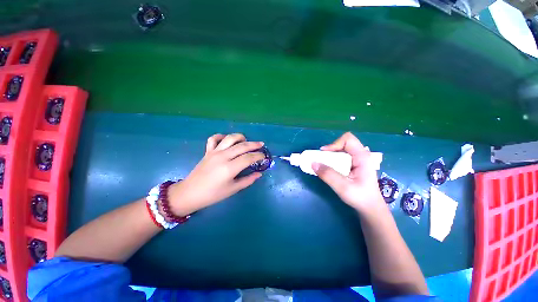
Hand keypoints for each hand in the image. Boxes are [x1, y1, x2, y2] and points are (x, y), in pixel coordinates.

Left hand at [167, 133, 264, 215]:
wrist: (190, 193)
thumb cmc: (213, 195)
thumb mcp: (233, 189)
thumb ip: (248, 180)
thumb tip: (259, 174)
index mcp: (229, 168)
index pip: (248, 158)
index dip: (258, 156)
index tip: (264, 156)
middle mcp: (223, 157)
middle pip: (242, 146)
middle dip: (254, 144)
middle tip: (261, 144)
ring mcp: (214, 152)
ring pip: (230, 138)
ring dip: (240, 137)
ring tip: (246, 140)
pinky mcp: (207, 151)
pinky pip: (214, 138)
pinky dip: (221, 136)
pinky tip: (227, 139)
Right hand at [312, 132, 383, 213]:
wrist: (371, 208)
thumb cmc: (360, 198)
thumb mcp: (343, 187)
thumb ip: (328, 174)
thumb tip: (313, 163)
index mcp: (362, 157)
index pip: (348, 139)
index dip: (334, 144)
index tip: (324, 154)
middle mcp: (361, 155)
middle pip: (343, 143)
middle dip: (330, 150)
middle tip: (322, 160)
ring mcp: (358, 160)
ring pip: (341, 150)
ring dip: (331, 156)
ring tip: (325, 165)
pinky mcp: (354, 165)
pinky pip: (341, 157)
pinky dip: (333, 160)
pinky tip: (330, 169)